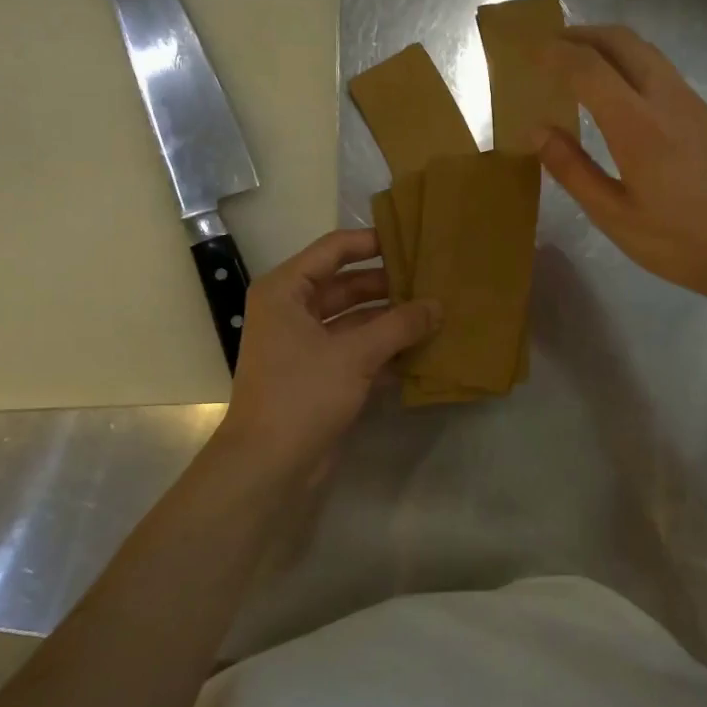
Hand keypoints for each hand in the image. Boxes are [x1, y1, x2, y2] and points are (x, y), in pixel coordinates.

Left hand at [213, 229, 439, 483]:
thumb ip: (400, 325)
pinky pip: (356, 350)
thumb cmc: (303, 394)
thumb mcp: (355, 354)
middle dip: (388, 285)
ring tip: (435, 312)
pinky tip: (421, 350)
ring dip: (390, 319)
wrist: (268, 466)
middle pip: (346, 285)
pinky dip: (384, 349)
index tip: (412, 240)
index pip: (333, 250)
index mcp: (286, 291)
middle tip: (432, 279)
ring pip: (355, 320)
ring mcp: (305, 345)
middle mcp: (292, 311)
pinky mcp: (319, 375)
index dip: (371, 242)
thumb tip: (438, 305)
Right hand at [538, 25, 706, 314]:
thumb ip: (574, 170)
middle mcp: (667, 99)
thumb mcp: (615, 216)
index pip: (589, 68)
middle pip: (623, 41)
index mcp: (637, 125)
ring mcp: (694, 104)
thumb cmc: (681, 242)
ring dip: (610, 47)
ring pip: (647, 53)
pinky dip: (632, 67)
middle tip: (552, 47)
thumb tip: (537, 132)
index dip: (555, 53)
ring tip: (581, 66)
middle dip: (583, 34)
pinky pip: (664, 73)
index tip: (529, 50)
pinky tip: (621, 98)